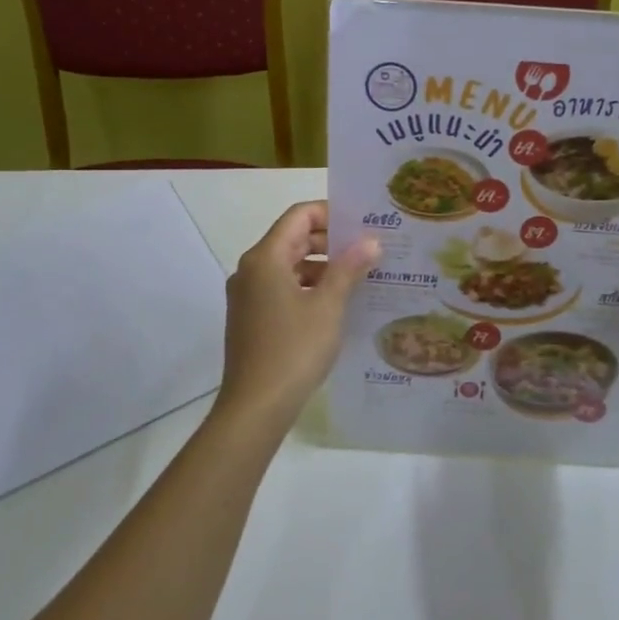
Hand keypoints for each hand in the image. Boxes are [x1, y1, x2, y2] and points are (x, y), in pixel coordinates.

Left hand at [217, 201, 379, 431]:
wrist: (255, 407)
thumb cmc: (294, 349)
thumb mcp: (328, 306)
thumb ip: (349, 268)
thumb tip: (371, 240)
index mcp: (265, 258)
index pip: (298, 216)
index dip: (331, 213)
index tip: (363, 223)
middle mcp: (251, 270)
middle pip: (292, 239)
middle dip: (330, 240)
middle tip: (368, 248)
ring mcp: (248, 295)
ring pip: (288, 265)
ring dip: (322, 266)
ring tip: (359, 276)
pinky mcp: (251, 318)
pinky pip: (282, 288)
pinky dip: (308, 287)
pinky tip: (336, 303)